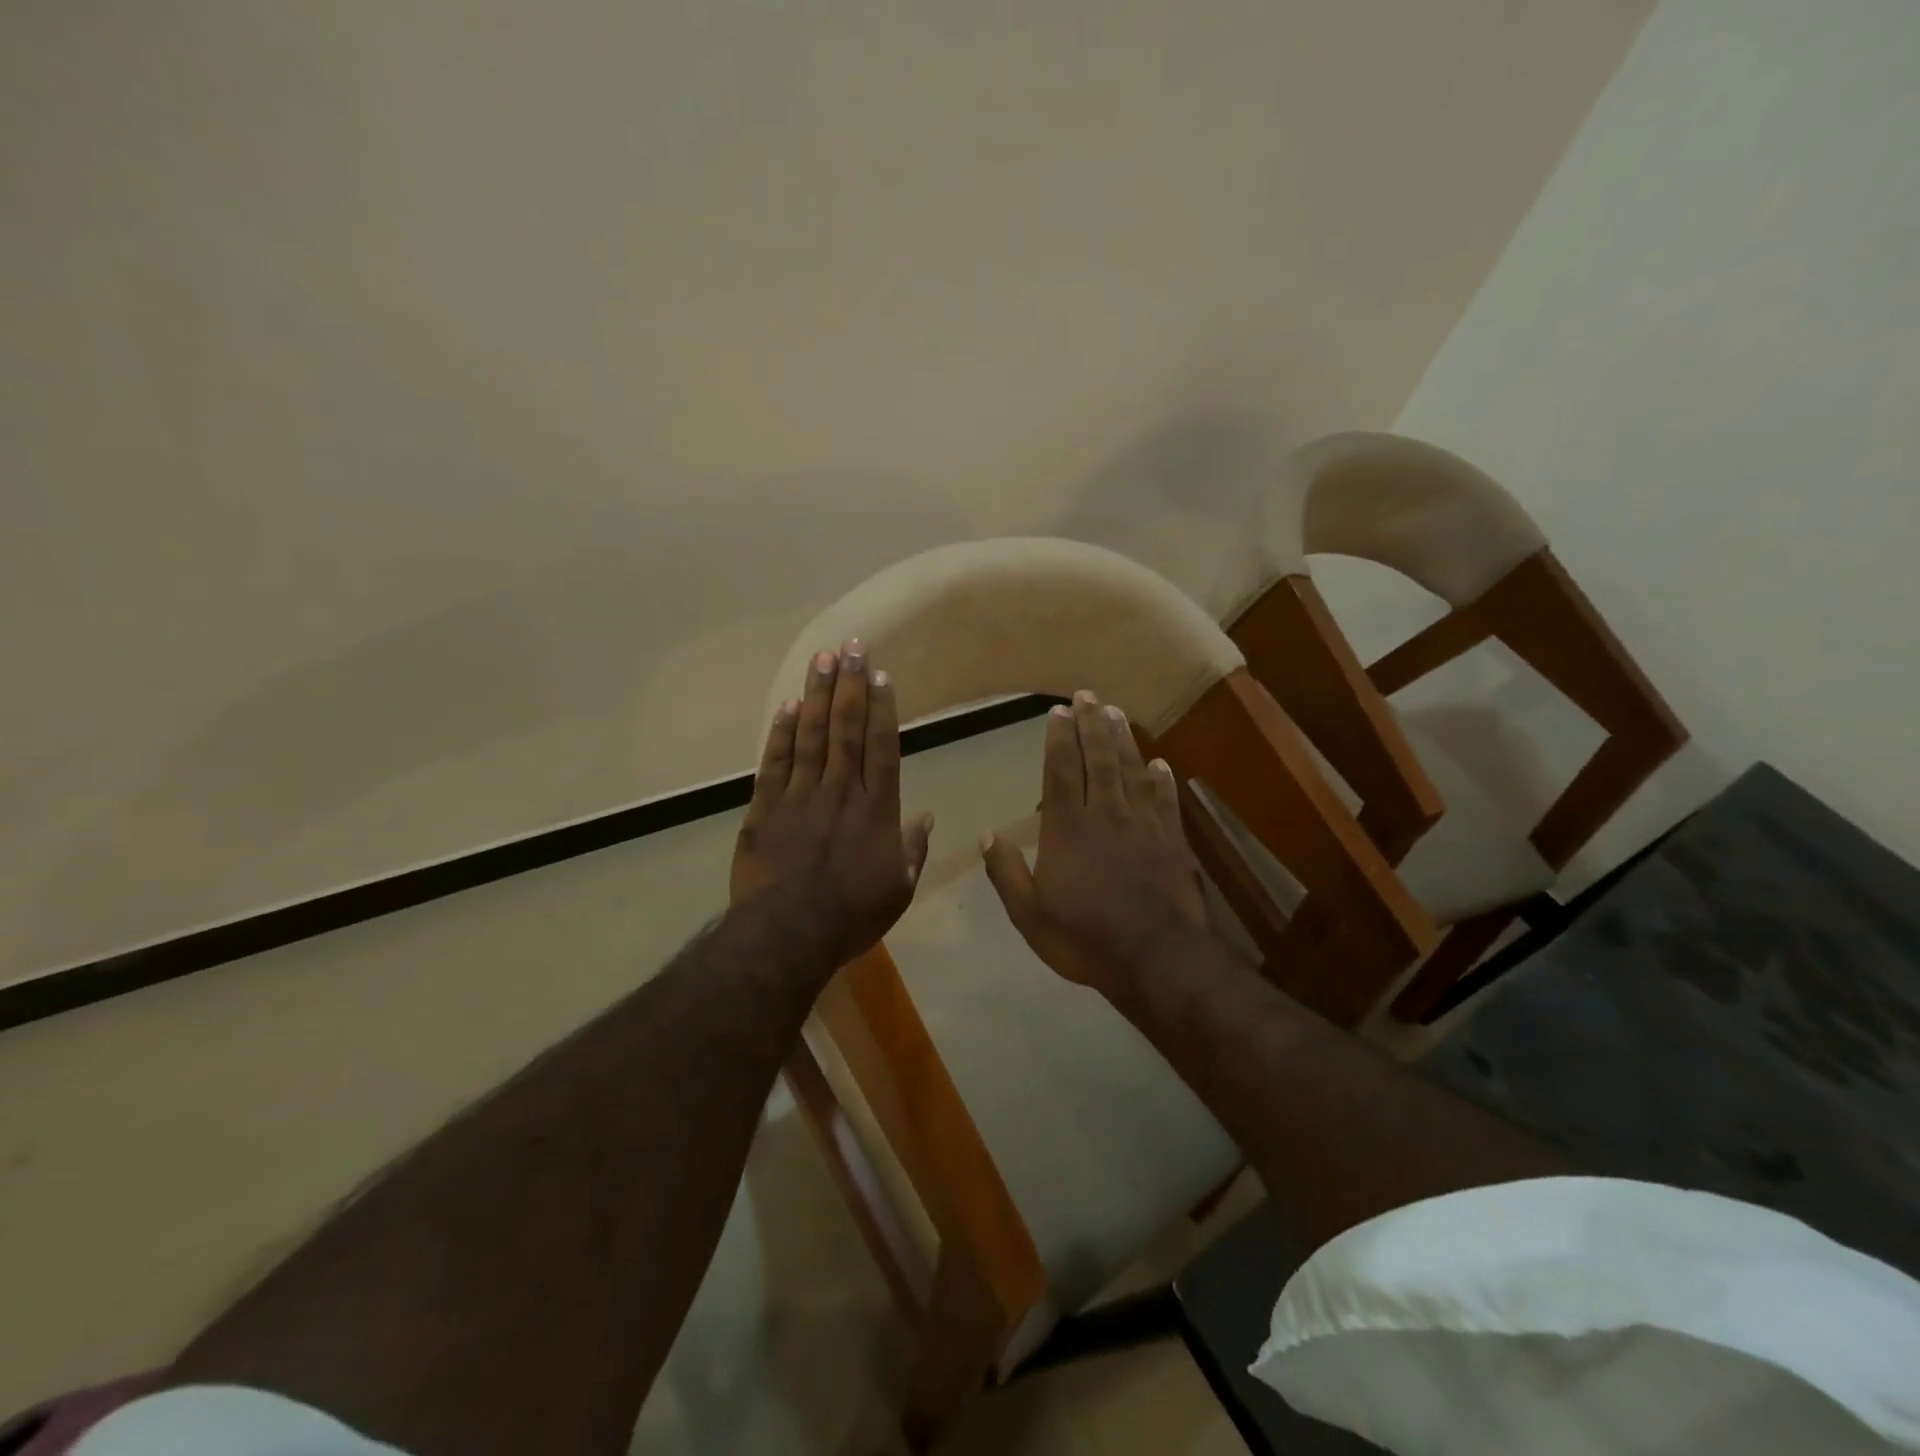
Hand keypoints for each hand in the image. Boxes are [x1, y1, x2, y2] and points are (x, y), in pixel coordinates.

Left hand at [730, 639, 933, 971]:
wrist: (788, 934)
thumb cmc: (852, 915)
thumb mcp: (898, 888)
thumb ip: (913, 848)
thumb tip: (927, 817)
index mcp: (875, 809)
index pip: (882, 746)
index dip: (882, 708)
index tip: (880, 674)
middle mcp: (839, 790)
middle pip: (846, 728)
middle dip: (849, 685)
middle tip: (851, 646)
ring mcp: (799, 796)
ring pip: (809, 735)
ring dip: (816, 695)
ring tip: (821, 659)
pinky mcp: (764, 808)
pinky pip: (774, 762)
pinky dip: (780, 734)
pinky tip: (786, 707)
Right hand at [981, 690, 1210, 996]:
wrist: (1156, 957)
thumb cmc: (1085, 937)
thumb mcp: (1029, 914)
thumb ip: (1007, 873)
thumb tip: (987, 835)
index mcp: (1067, 828)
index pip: (1061, 771)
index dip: (1059, 739)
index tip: (1058, 712)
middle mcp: (1105, 814)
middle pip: (1099, 759)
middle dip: (1091, 724)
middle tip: (1087, 695)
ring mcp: (1143, 824)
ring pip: (1131, 770)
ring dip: (1123, 740)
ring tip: (1116, 713)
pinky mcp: (1172, 841)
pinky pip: (1165, 800)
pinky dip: (1162, 780)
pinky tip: (1160, 763)